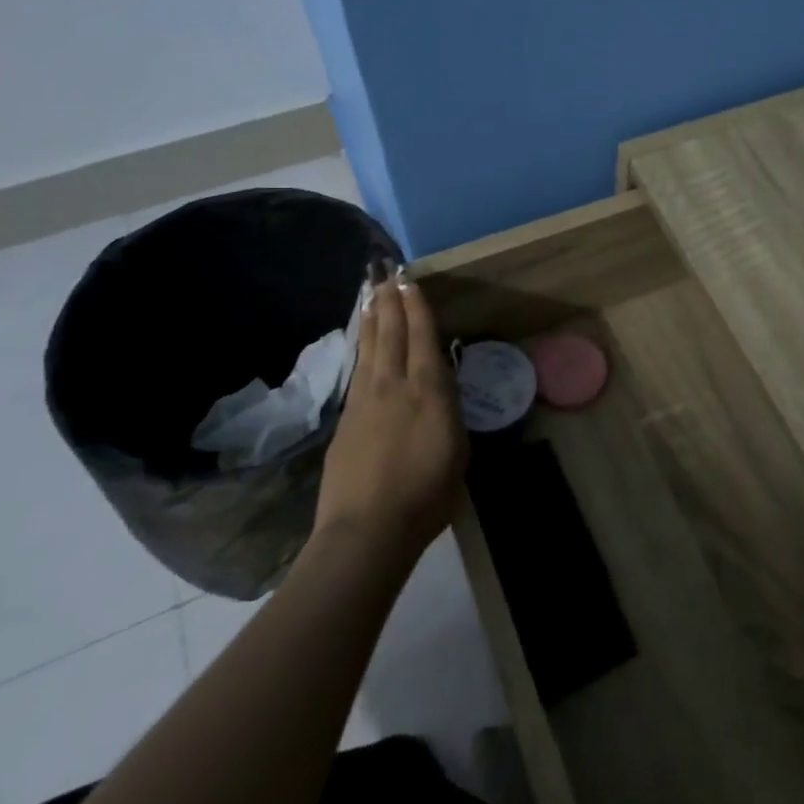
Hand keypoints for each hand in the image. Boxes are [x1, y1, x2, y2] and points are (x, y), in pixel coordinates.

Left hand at [308, 268, 468, 561]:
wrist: (367, 529)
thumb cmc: (427, 496)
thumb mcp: (458, 453)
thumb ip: (448, 416)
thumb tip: (441, 399)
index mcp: (430, 391)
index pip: (422, 337)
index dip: (417, 307)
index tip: (410, 282)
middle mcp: (395, 385)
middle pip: (391, 333)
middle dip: (390, 302)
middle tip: (386, 275)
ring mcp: (365, 400)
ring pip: (369, 348)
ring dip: (370, 318)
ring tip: (370, 295)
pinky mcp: (345, 419)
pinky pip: (357, 371)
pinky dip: (359, 349)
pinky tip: (360, 343)